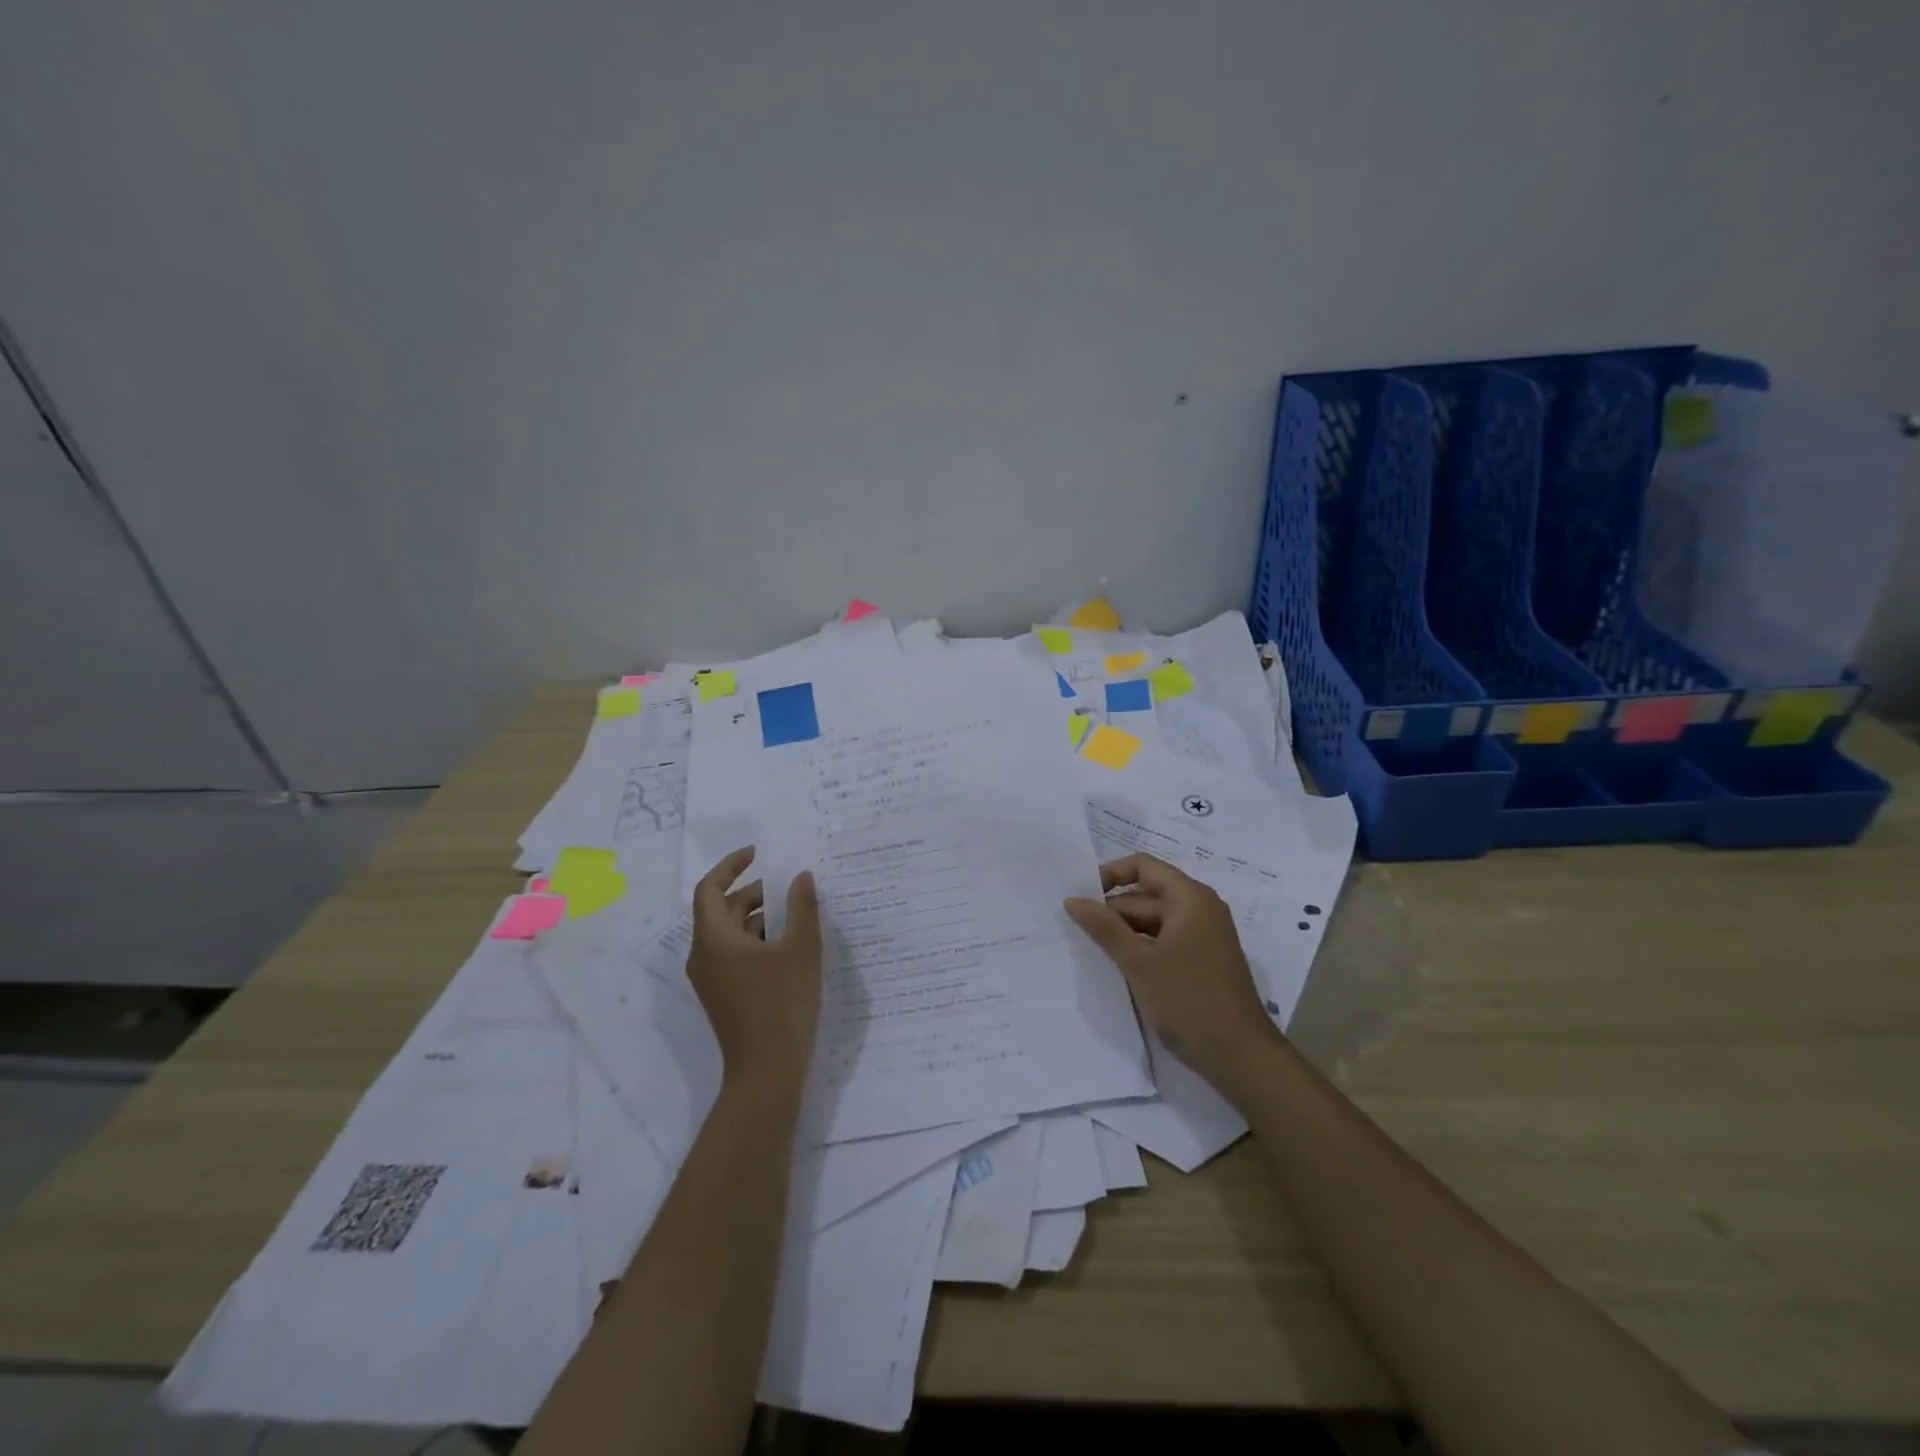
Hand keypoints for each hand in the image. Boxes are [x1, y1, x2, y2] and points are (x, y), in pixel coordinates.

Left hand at [688, 847, 822, 1095]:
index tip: (759, 854)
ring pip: (730, 933)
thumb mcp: (801, 949)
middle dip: (753, 892)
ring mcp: (712, 978)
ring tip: (797, 911)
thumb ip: (802, 907)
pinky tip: (791, 944)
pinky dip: (758, 940)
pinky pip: (735, 954)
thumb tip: (800, 877)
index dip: (731, 866)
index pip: (710, 888)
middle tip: (790, 884)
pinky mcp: (724, 995)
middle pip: (721, 909)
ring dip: (759, 916)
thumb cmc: (782, 1004)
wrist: (767, 1072)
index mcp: (714, 939)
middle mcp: (704, 955)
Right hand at [1065, 853, 1276, 1093]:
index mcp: (1190, 898)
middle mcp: (1200, 909)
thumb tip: (1072, 899)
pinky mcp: (1203, 960)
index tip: (1082, 897)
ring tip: (1091, 949)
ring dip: (1125, 932)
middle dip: (1113, 909)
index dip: (1110, 875)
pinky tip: (1119, 966)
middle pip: (1147, 894)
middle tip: (1077, 929)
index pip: (1143, 866)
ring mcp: (1204, 936)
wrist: (1241, 1058)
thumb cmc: (1189, 1001)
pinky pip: (1165, 940)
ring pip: (1154, 921)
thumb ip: (1104, 928)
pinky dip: (1142, 948)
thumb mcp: (1139, 963)